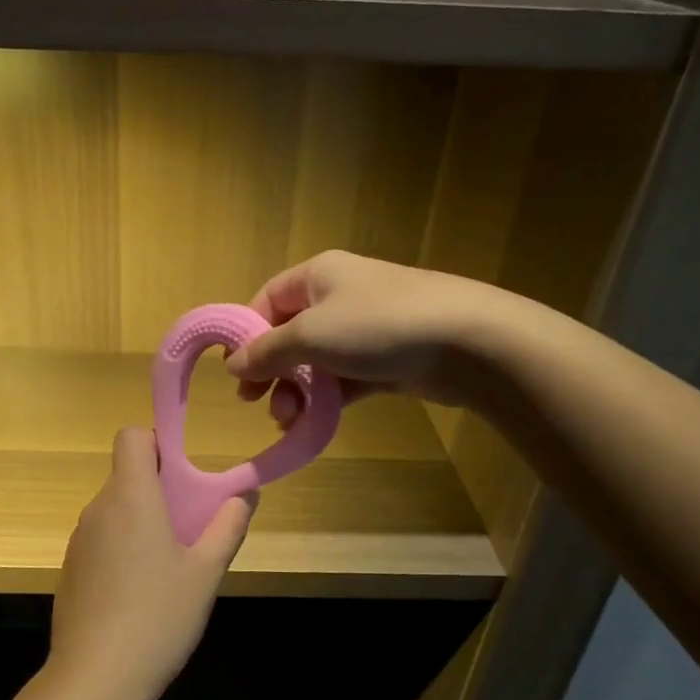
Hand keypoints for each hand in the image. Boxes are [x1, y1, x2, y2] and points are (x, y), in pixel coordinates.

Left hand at [48, 428, 253, 699]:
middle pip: (125, 474)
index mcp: (131, 497)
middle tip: (188, 528)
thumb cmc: (158, 617)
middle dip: (157, 489)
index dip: (156, 444)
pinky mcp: (70, 569)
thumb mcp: (206, 573)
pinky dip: (121, 548)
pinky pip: (100, 540)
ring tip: (168, 567)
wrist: (95, 680)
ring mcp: (78, 540)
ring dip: (140, 521)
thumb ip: (228, 526)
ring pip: (114, 509)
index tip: (181, 476)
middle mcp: (99, 509)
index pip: (131, 436)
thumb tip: (245, 494)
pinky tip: (139, 594)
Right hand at [226, 250, 492, 419]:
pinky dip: (326, 399)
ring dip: (296, 391)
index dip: (247, 334)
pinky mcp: (387, 359)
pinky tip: (312, 423)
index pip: (268, 299)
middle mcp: (339, 296)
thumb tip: (232, 364)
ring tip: (288, 419)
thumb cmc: (377, 325)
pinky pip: (343, 379)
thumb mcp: (310, 335)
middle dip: (271, 370)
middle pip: (290, 334)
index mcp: (318, 275)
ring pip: (316, 361)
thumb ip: (267, 351)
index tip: (235, 372)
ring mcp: (366, 328)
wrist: (467, 341)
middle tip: (256, 403)